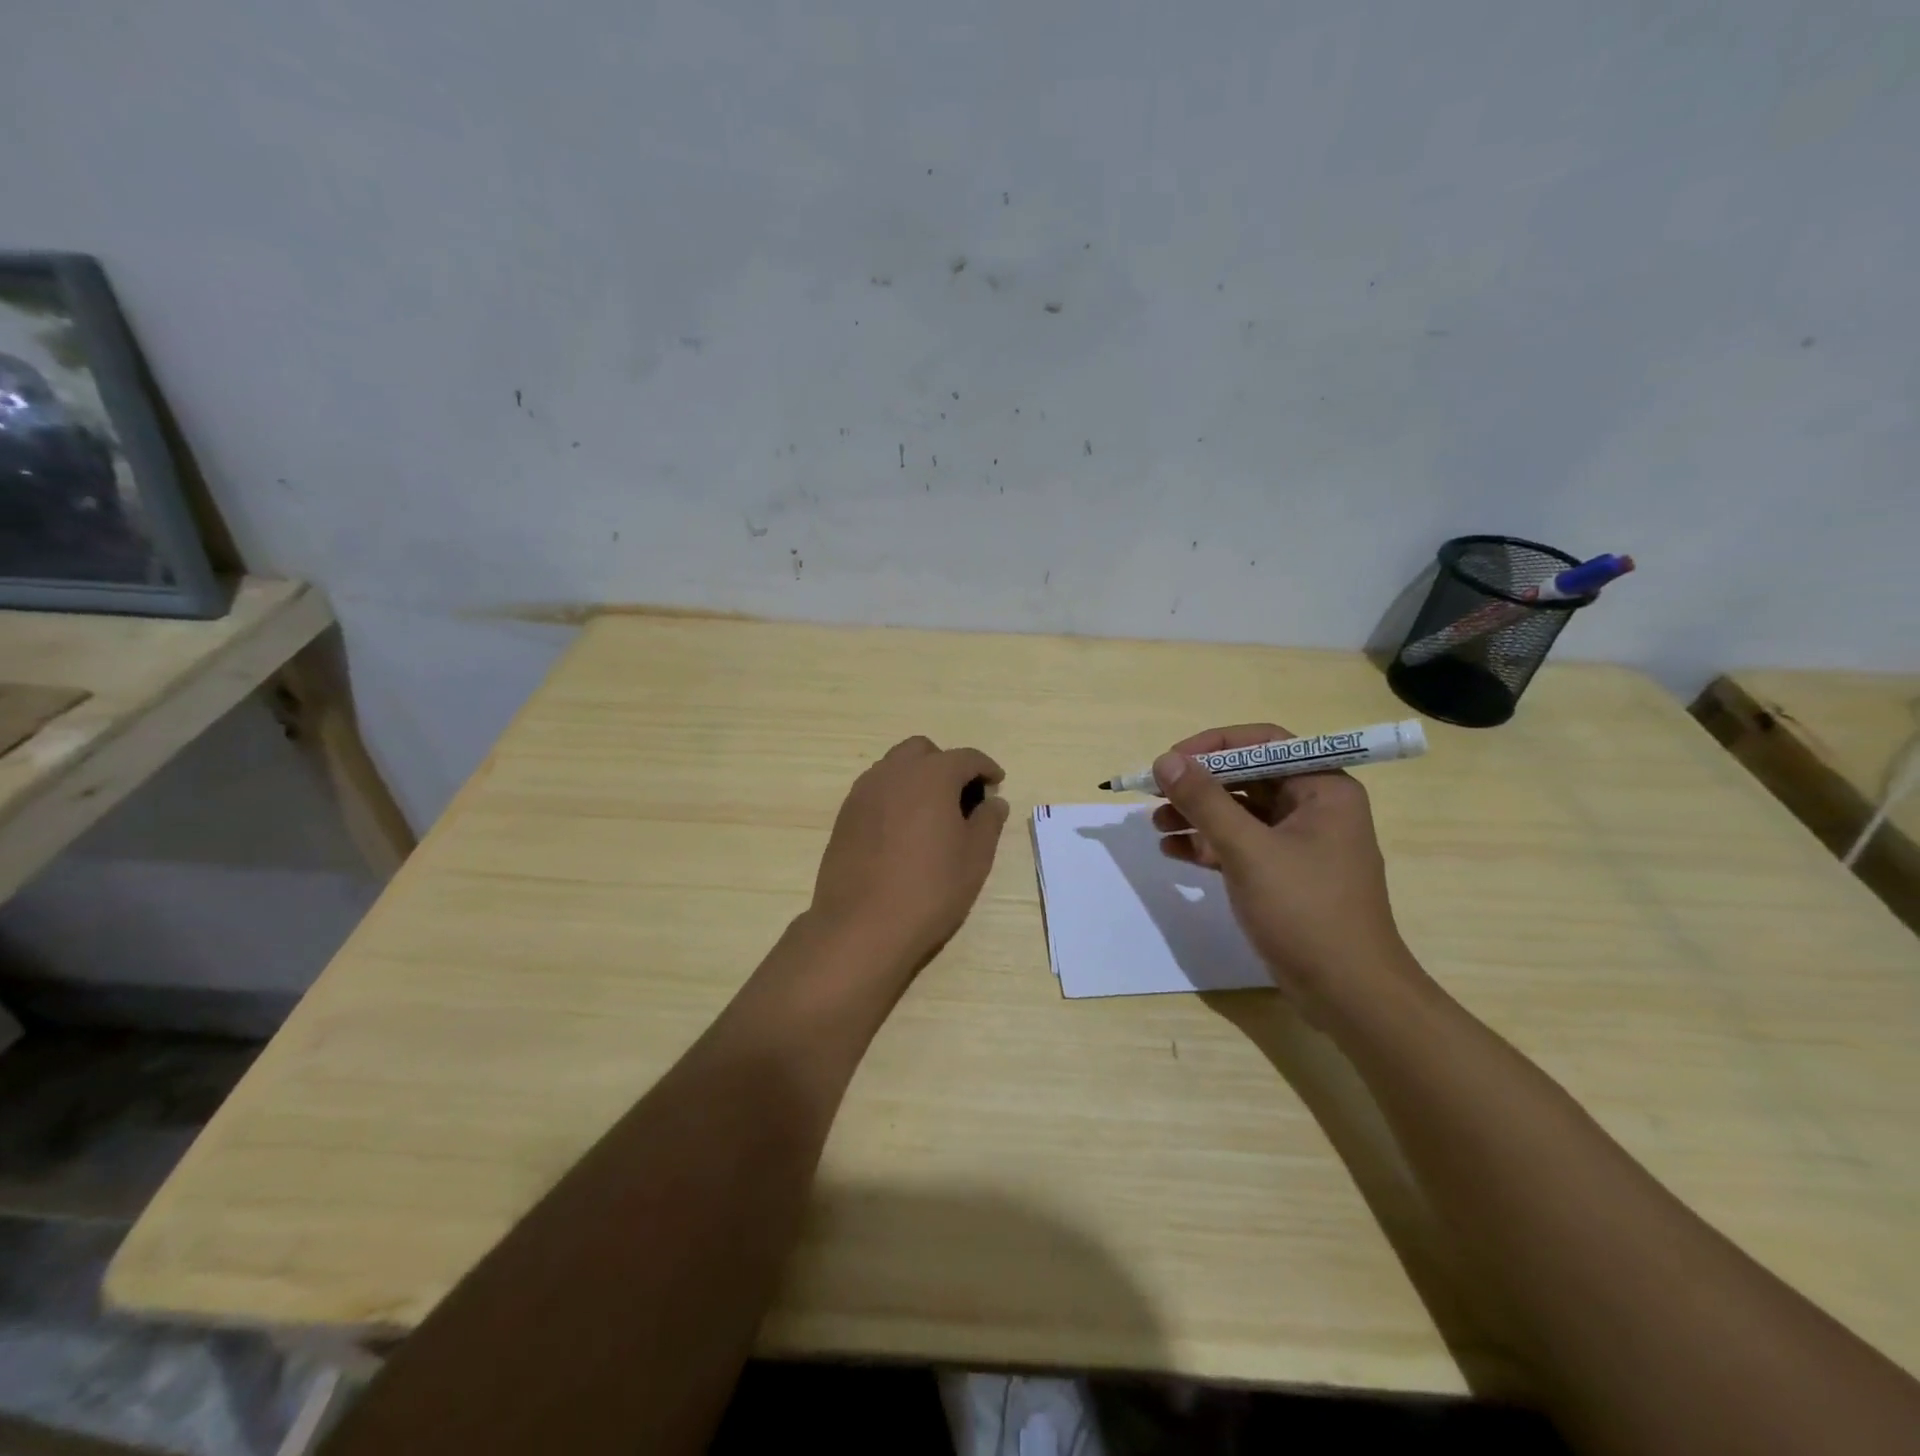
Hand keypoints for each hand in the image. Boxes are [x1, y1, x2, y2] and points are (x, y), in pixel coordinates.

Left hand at [807, 735, 1009, 982]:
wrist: (861, 925)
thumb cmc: (929, 890)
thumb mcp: (975, 858)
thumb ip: (988, 822)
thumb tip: (994, 802)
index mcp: (931, 776)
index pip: (966, 758)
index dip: (986, 768)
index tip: (996, 783)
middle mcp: (894, 773)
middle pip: (923, 751)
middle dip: (946, 764)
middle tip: (961, 796)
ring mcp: (863, 792)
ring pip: (894, 767)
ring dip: (917, 777)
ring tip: (931, 813)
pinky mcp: (844, 815)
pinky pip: (875, 790)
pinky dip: (894, 796)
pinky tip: (902, 830)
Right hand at [1151, 724, 1419, 1021]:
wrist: (1348, 994)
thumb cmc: (1306, 911)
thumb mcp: (1248, 850)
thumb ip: (1204, 801)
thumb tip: (1165, 760)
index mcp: (1322, 788)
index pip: (1264, 743)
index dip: (1214, 745)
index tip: (1172, 760)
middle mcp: (1314, 807)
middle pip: (1247, 777)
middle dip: (1199, 784)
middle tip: (1154, 793)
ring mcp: (1298, 843)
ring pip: (1239, 812)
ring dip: (1197, 814)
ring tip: (1156, 825)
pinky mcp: (1283, 874)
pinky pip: (1239, 844)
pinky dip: (1207, 844)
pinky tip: (1172, 850)